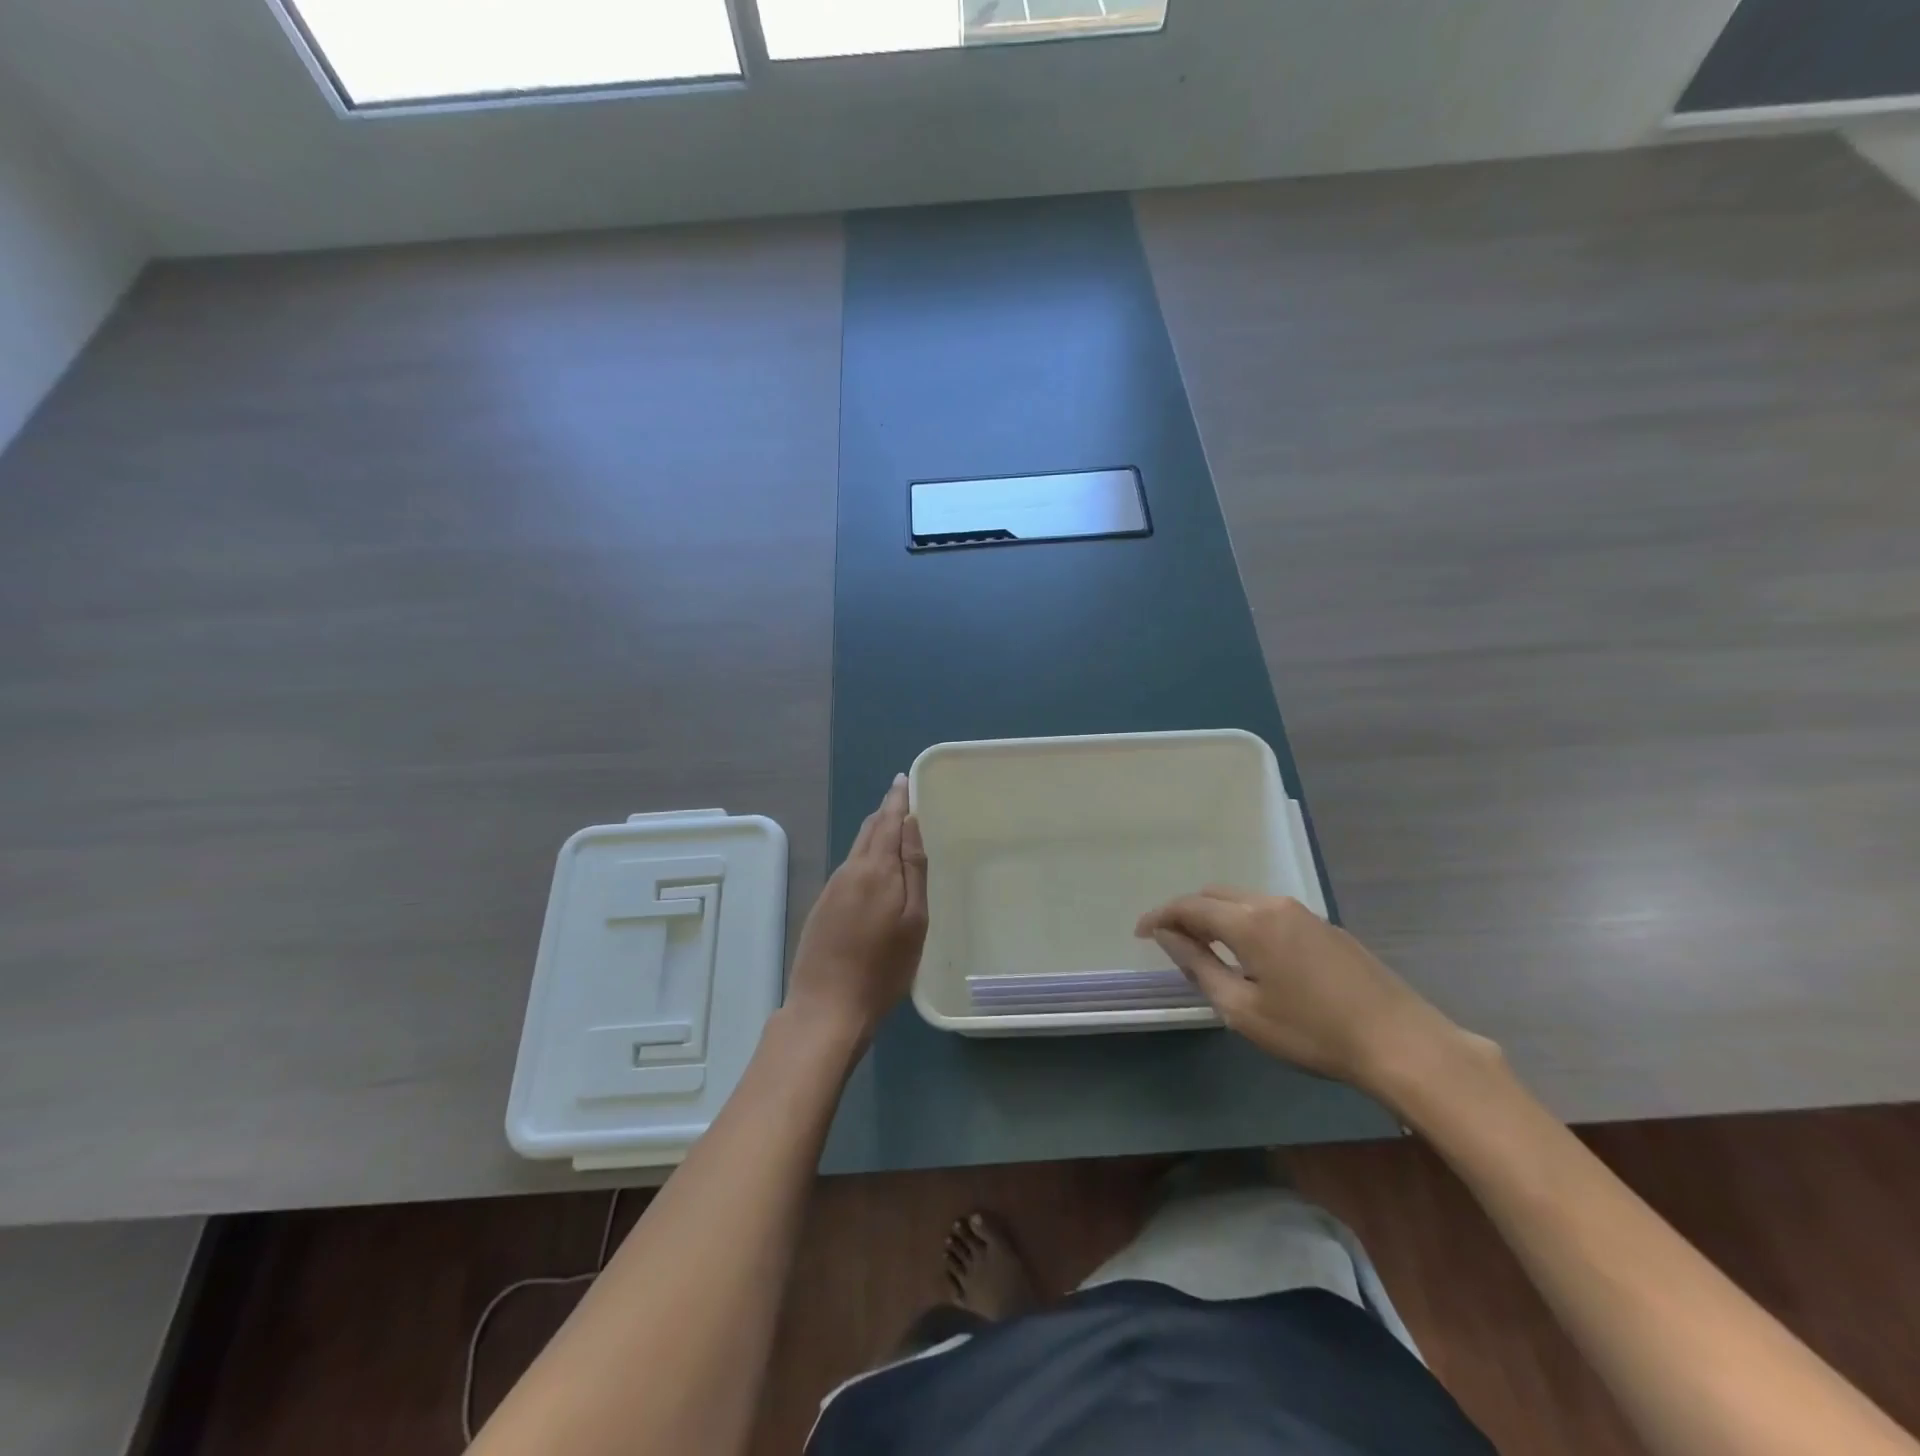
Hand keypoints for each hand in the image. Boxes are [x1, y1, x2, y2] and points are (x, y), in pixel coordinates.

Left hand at [786, 775, 928, 1042]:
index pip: (887, 821)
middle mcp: (849, 871)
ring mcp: (832, 889)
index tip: (903, 779)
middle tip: (901, 797)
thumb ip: (913, 869)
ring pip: (857, 849)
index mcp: (875, 869)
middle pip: (869, 830)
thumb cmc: (883, 968)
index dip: (897, 799)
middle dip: (885, 812)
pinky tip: (872, 867)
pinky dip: (864, 855)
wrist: (826, 1008)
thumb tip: (910, 823)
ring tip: (892, 826)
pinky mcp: (822, 907)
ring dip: (874, 833)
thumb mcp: (913, 921)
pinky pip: (848, 868)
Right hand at [1135, 887, 1487, 1101]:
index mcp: (1249, 922)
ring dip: (1217, 916)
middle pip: (1215, 895)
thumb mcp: (1243, 1009)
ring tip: (1205, 949)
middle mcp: (1273, 904)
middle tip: (1170, 942)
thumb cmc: (1312, 1032)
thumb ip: (1198, 966)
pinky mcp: (1326, 927)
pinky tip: (1251, 954)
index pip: (1189, 906)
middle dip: (1186, 912)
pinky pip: (1269, 912)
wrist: (1401, 1042)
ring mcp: (1304, 913)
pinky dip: (1245, 922)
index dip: (1160, 916)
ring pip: (1243, 900)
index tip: (1139, 932)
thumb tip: (1167, 936)